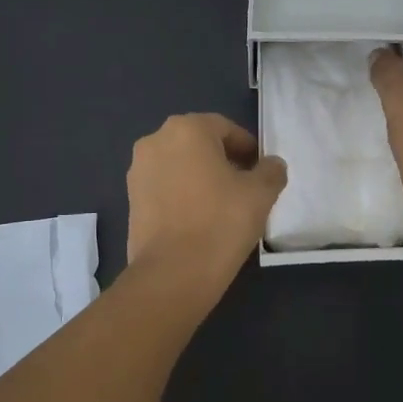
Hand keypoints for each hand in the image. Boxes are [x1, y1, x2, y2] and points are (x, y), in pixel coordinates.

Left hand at [126, 113, 287, 283]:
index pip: (225, 128)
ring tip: (222, 206)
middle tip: (245, 187)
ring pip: (180, 165)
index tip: (261, 171)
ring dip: (201, 177)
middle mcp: (155, 141)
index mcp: (187, 129)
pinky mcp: (131, 200)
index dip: (248, 148)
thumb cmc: (220, 222)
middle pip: (199, 143)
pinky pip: (164, 187)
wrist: (173, 273)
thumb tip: (271, 165)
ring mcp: (138, 171)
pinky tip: (199, 219)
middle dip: (223, 160)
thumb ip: (271, 171)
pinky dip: (182, 194)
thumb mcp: (260, 194)